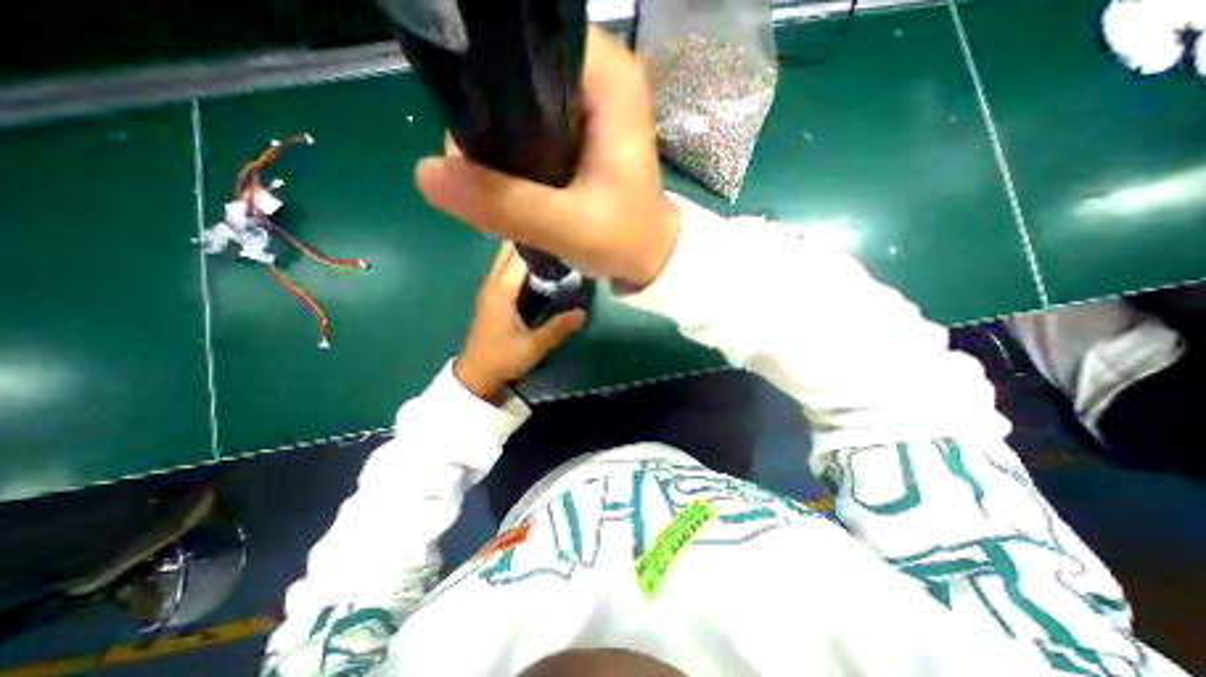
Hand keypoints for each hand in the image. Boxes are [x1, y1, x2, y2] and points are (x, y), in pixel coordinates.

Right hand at [414, 27, 676, 288]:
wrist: (649, 256)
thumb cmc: (625, 239)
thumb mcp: (566, 226)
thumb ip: (504, 203)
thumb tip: (426, 174)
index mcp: (606, 76)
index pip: (523, 40)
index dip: (481, 78)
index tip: (465, 130)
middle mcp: (598, 75)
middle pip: (515, 71)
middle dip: (485, 119)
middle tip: (477, 172)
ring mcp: (589, 103)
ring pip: (520, 101)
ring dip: (495, 140)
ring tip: (490, 183)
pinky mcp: (581, 130)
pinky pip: (531, 125)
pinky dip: (513, 152)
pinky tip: (506, 181)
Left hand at [454, 242, 586, 402]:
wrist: (476, 375)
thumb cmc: (502, 358)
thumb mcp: (533, 346)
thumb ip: (558, 328)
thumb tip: (582, 312)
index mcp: (501, 291)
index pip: (519, 256)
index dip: (538, 244)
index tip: (559, 236)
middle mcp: (492, 284)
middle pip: (508, 251)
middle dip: (530, 241)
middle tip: (558, 241)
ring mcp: (489, 289)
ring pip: (505, 259)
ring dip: (524, 251)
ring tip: (551, 250)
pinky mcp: (491, 297)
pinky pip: (504, 270)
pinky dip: (519, 264)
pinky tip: (538, 270)